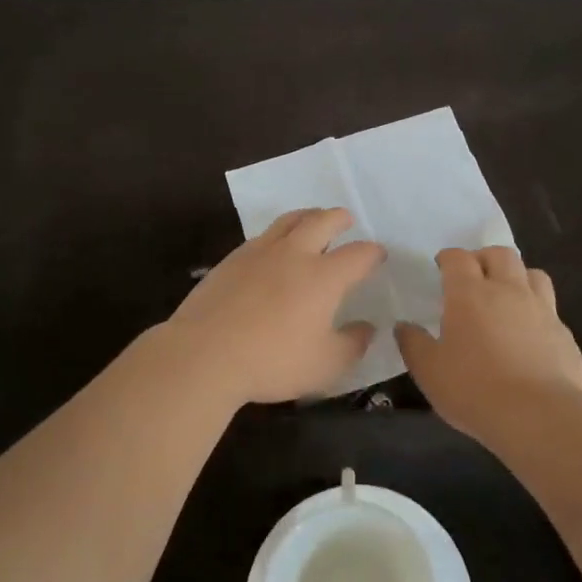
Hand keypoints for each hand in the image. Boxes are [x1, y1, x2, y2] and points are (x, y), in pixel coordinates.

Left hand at [157, 208, 385, 407]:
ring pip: (289, 220)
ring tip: (312, 221)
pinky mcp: (231, 260)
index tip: (378, 256)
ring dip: (307, 216)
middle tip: (346, 220)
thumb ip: (352, 344)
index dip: (372, 253)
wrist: (203, 355)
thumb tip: (367, 328)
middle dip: (339, 218)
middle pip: (322, 221)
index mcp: (323, 276)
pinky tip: (273, 249)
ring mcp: (259, 253)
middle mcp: (294, 254)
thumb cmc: (272, 361)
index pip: (358, 254)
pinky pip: (262, 236)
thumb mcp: (325, 365)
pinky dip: (277, 235)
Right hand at [396, 247, 581, 440]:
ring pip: (532, 273)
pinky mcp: (564, 333)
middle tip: (473, 276)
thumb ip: (413, 344)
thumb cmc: (474, 389)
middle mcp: (508, 290)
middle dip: (484, 258)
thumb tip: (403, 326)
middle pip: (500, 254)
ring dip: (516, 277)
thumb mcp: (429, 371)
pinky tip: (529, 334)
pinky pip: (550, 308)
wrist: (539, 416)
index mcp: (470, 293)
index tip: (441, 266)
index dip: (448, 258)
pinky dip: (536, 311)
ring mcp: (541, 309)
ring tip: (506, 296)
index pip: (458, 258)